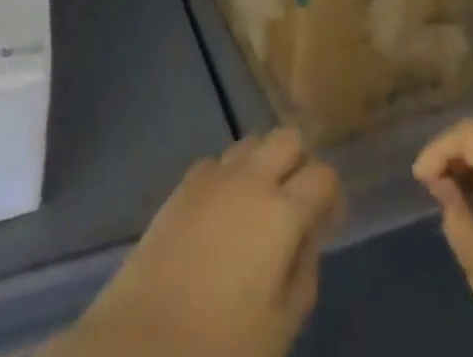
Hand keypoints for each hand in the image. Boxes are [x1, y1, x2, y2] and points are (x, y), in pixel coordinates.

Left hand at [45, 128, 344, 356]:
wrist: (140, 347)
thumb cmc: (220, 348)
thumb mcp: (281, 328)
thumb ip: (304, 274)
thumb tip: (306, 240)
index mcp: (282, 212)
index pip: (324, 175)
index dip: (332, 195)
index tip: (328, 222)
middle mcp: (252, 179)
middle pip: (288, 137)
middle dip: (299, 163)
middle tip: (295, 204)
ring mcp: (214, 177)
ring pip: (253, 141)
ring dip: (264, 163)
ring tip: (258, 205)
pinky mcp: (182, 186)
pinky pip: (218, 161)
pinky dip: (229, 175)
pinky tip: (222, 212)